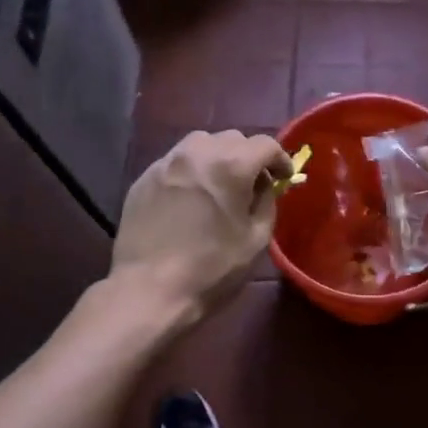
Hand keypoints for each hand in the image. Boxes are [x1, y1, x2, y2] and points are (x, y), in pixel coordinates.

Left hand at [110, 129, 289, 328]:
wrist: (150, 289)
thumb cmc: (212, 269)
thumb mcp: (255, 239)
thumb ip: (266, 202)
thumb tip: (264, 185)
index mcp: (231, 166)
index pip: (265, 144)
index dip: (280, 159)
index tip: (284, 177)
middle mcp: (197, 153)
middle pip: (232, 138)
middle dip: (248, 156)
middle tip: (252, 183)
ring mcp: (166, 163)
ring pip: (200, 143)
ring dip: (217, 156)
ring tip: (219, 184)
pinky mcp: (144, 178)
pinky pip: (175, 161)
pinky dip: (190, 170)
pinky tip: (190, 197)